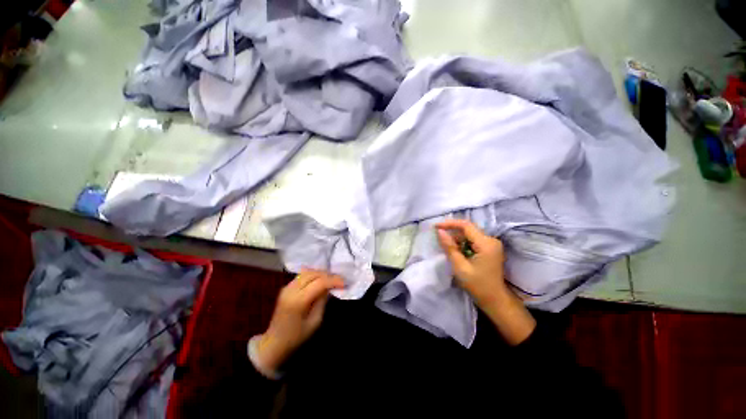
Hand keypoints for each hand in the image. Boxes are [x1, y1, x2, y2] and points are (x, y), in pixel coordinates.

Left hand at [254, 269, 344, 371]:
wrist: (273, 344)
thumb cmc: (296, 337)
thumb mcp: (315, 322)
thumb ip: (322, 301)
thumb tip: (329, 287)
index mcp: (298, 301)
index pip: (319, 282)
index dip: (334, 280)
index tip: (344, 283)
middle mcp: (291, 290)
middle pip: (313, 273)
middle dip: (328, 275)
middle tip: (339, 280)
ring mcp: (286, 287)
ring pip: (307, 272)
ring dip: (321, 273)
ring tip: (331, 279)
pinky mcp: (285, 288)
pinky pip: (302, 275)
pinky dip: (313, 275)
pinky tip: (320, 280)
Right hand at [435, 219, 507, 305]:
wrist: (495, 300)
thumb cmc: (477, 285)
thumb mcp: (460, 267)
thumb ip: (449, 247)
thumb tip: (440, 232)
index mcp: (486, 244)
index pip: (466, 226)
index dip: (450, 224)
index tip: (436, 226)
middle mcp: (491, 240)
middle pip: (468, 229)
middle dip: (452, 231)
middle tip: (438, 236)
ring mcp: (492, 244)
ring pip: (470, 234)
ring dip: (457, 238)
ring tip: (446, 246)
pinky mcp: (490, 249)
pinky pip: (473, 240)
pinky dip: (463, 243)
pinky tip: (456, 251)